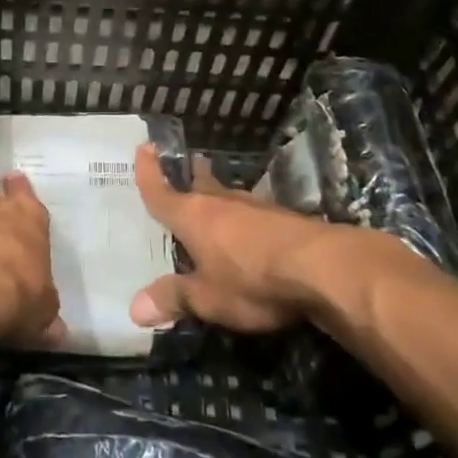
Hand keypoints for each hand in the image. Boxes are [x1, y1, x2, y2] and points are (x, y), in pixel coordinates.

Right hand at [129, 144, 390, 332]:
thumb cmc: (252, 280)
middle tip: (188, 164)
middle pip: (201, 186)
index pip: (162, 192)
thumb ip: (173, 299)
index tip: (145, 147)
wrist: (323, 268)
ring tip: (216, 195)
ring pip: (230, 197)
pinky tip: (253, 228)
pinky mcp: (286, 220)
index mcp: (193, 217)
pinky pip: (255, 214)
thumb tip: (134, 309)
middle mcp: (222, 204)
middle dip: (192, 177)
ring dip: (221, 195)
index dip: (149, 172)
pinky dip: (246, 218)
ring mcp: (257, 209)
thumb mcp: (207, 298)